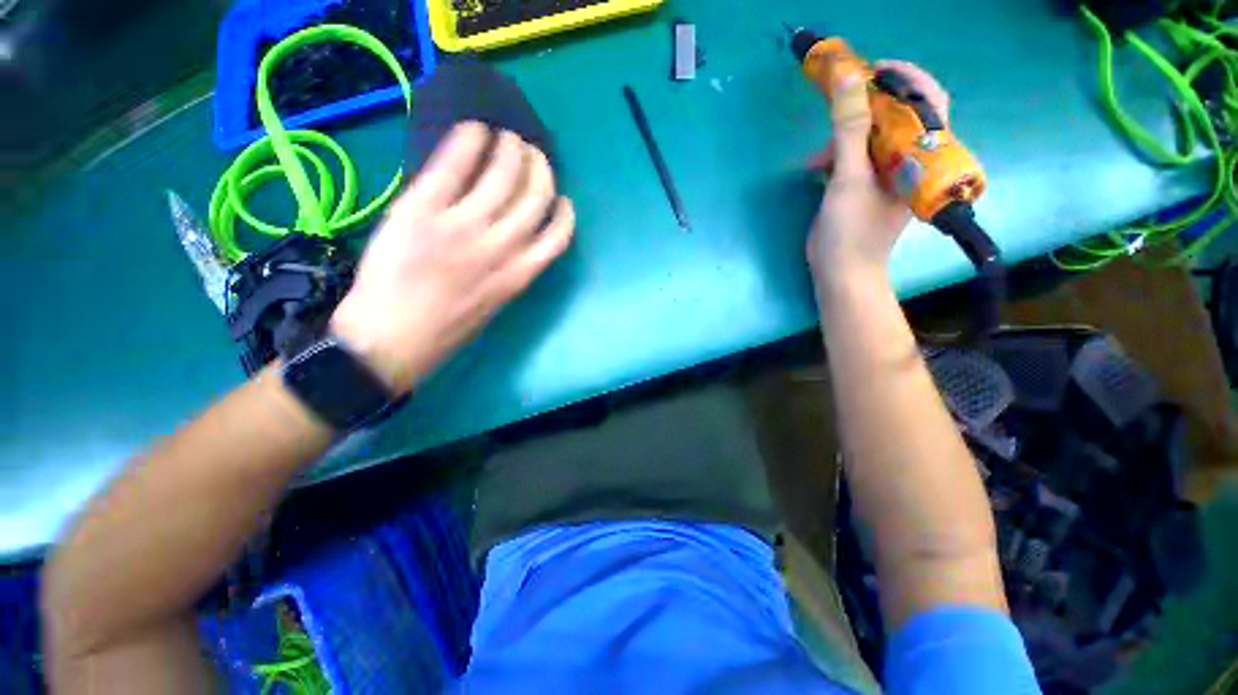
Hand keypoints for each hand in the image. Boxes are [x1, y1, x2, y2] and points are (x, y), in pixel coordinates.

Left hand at [331, 121, 574, 394]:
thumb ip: (509, 271)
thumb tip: (512, 237)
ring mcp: (462, 227)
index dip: (563, 212)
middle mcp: (501, 247)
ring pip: (503, 175)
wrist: (390, 340)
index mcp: (519, 275)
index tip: (560, 198)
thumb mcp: (494, 305)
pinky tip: (475, 131)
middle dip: (540, 169)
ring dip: (511, 149)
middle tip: (531, 154)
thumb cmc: (445, 330)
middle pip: (535, 196)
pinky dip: (469, 142)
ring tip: (507, 139)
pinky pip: (452, 167)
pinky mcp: (422, 211)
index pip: (557, 235)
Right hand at [807, 60, 950, 279]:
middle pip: (897, 116)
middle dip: (865, 109)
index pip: (929, 100)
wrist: (841, 274)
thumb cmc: (851, 231)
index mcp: (921, 155)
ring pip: (873, 137)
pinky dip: (837, 155)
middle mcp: (911, 160)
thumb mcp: (849, 179)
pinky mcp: (868, 187)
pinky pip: (857, 157)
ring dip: (844, 137)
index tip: (871, 71)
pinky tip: (817, 166)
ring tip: (818, 157)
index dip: (904, 78)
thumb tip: (848, 78)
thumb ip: (851, 129)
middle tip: (837, 108)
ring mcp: (888, 174)